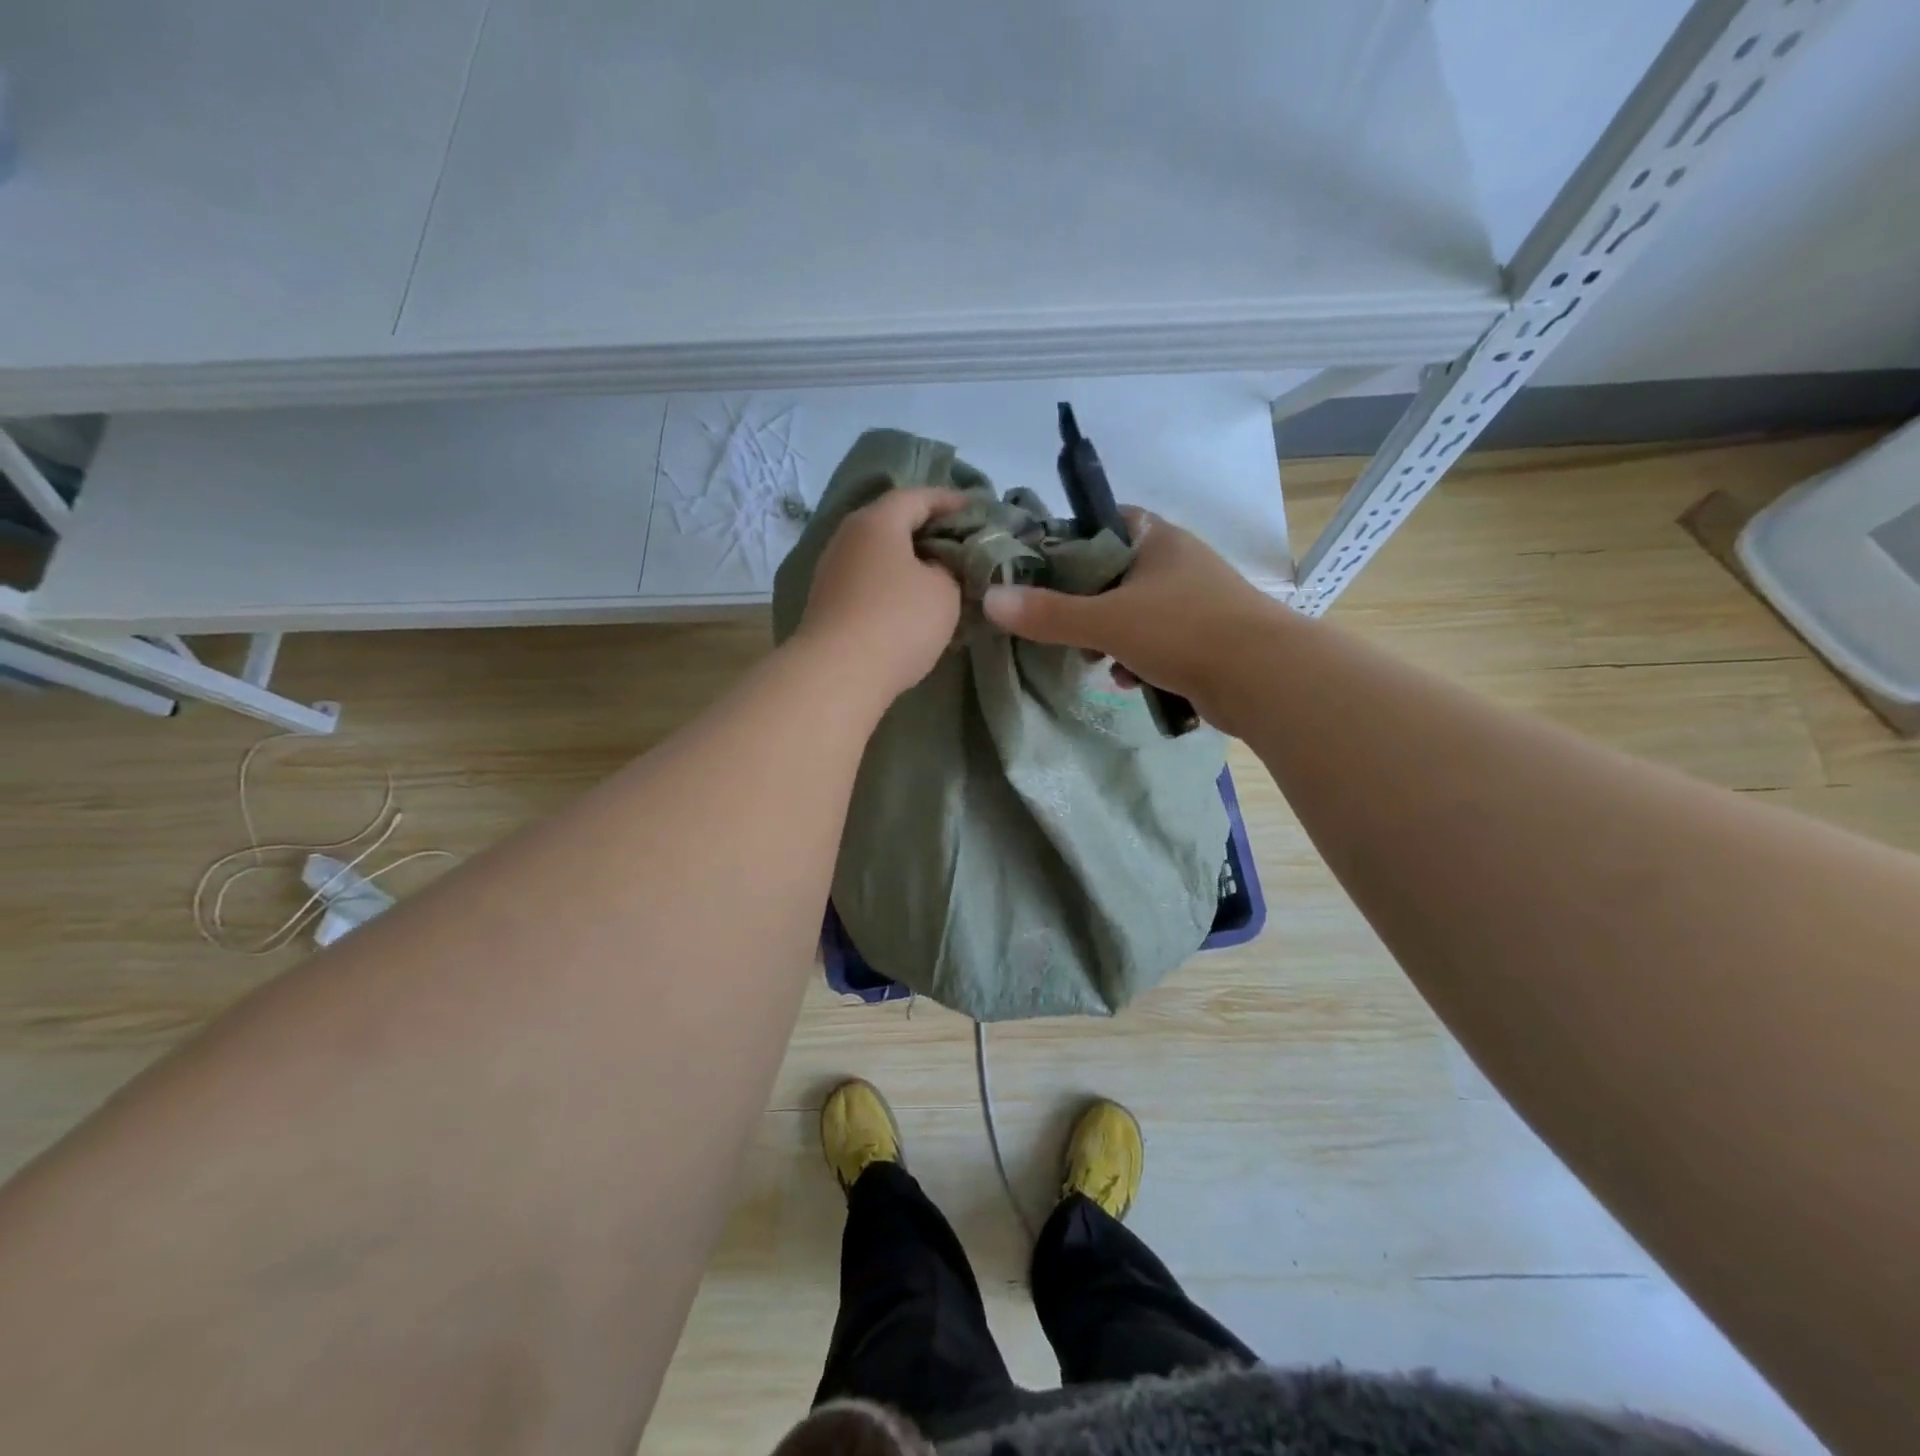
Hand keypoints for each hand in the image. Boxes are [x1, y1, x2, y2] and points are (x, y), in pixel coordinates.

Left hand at [794, 487, 970, 703]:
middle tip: (960, 543)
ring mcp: (832, 571)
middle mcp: (848, 537)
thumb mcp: (944, 591)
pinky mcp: (828, 603)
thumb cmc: (898, 621)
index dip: (950, 500)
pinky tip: (911, 601)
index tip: (976, 509)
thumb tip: (934, 568)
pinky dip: (892, 583)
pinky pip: (868, 580)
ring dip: (908, 561)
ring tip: (940, 575)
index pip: (917, 496)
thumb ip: (948, 568)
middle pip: (893, 522)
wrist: (838, 674)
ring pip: (879, 554)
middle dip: (928, 530)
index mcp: (877, 522)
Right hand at [982, 507, 1277, 712]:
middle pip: (1116, 574)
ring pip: (1136, 612)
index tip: (1043, 568)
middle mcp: (1179, 563)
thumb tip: (990, 600)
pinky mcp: (1207, 639)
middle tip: (1060, 625)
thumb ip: (1048, 614)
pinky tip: (1130, 682)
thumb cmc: (1183, 632)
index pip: (1107, 522)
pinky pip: (1159, 642)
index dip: (1073, 541)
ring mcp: (1197, 602)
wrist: (1264, 678)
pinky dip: (1139, 659)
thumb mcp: (1106, 621)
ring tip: (1094, 662)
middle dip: (1086, 604)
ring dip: (1111, 638)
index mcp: (1159, 540)